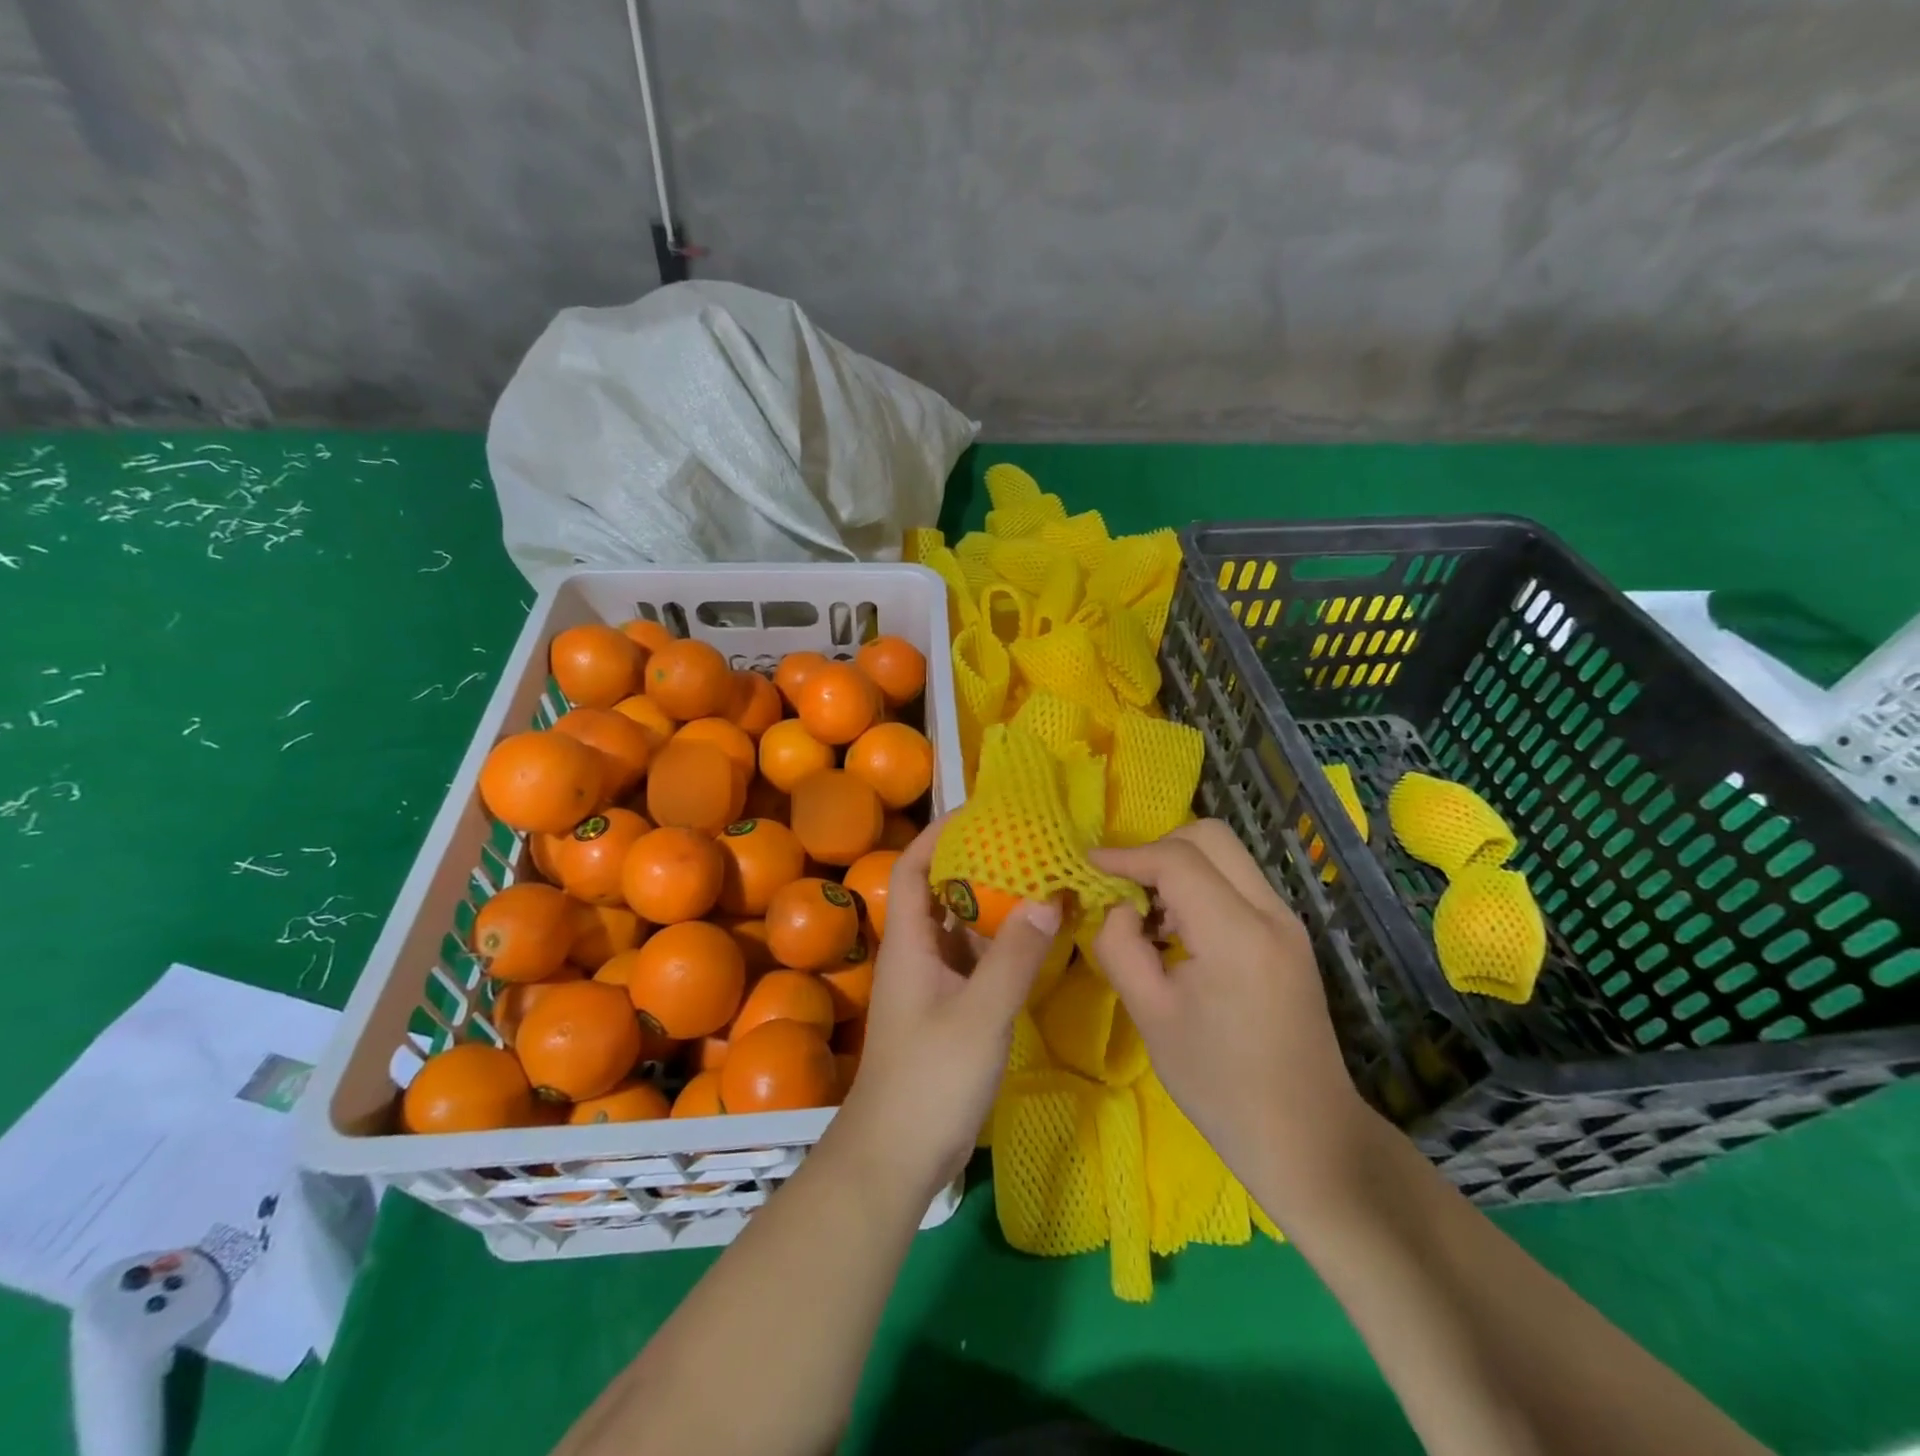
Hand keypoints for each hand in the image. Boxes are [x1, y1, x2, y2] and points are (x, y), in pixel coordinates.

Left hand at [830, 818, 1061, 1203]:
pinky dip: (1003, 944)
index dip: (939, 834)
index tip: (980, 812)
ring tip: (1041, 879)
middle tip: (1026, 843)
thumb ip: (1014, 956)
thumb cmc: (929, 1079)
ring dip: (995, 904)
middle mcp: (918, 953)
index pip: (913, 868)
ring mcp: (934, 983)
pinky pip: (977, 961)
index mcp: (909, 942)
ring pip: (963, 927)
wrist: (896, 1157)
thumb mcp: (979, 1014)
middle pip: (942, 892)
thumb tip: (1049, 897)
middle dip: (978, 863)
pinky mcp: (950, 1010)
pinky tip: (1039, 938)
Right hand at [1090, 820, 1368, 1214]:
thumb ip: (1120, 946)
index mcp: (1237, 934)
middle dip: (1157, 848)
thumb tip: (1116, 907)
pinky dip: (1200, 887)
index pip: (1177, 860)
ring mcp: (1287, 922)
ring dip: (1180, 867)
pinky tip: (1177, 930)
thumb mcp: (1150, 1015)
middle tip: (1122, 886)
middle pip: (1210, 837)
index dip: (1126, 855)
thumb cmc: (1218, 1084)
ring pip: (1226, 856)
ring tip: (1146, 914)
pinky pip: (1238, 883)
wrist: (1306, 1137)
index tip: (1088, 865)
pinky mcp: (1289, 936)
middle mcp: (1271, 913)